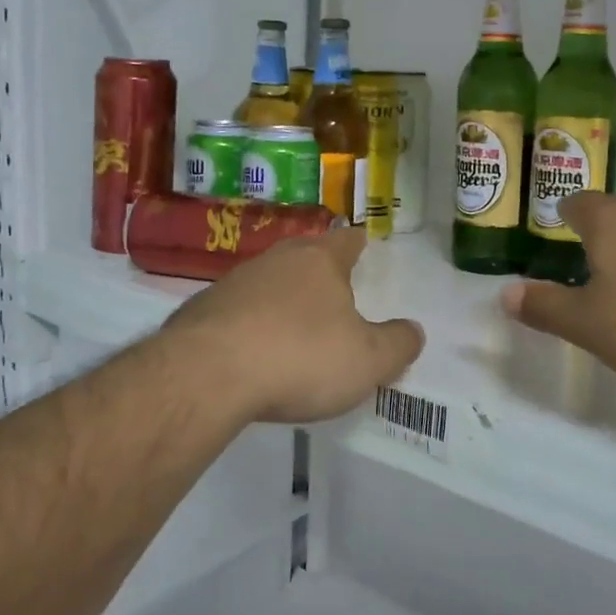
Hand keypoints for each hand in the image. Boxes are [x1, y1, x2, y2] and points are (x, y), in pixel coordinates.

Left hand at [163, 227, 424, 424]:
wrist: (207, 374)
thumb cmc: (300, 358)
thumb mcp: (367, 361)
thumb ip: (398, 345)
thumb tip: (414, 331)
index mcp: (319, 261)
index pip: (346, 240)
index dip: (358, 242)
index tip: (362, 242)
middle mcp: (275, 260)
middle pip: (304, 256)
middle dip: (319, 270)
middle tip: (333, 288)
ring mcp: (233, 282)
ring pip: (268, 281)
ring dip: (282, 298)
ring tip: (294, 324)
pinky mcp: (201, 310)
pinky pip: (237, 310)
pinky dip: (250, 323)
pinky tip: (252, 350)